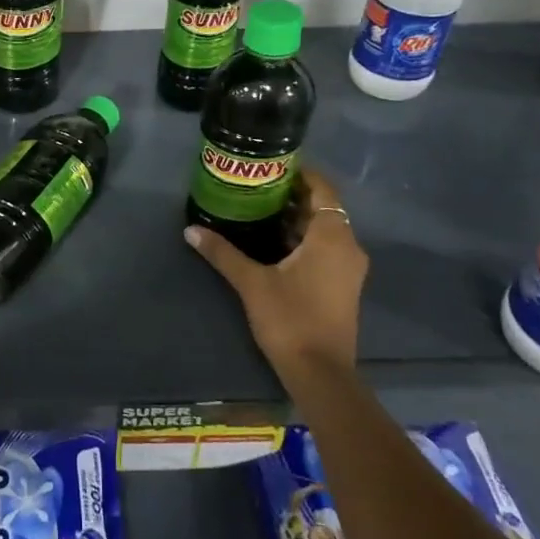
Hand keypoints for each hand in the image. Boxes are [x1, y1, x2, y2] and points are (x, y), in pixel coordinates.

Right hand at [185, 167, 367, 393]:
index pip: (323, 189)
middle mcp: (347, 246)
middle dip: (291, 196)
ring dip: (296, 219)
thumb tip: (191, 229)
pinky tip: (271, 243)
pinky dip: (303, 239)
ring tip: (258, 210)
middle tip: (256, 186)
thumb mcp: (251, 282)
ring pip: (324, 230)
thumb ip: (222, 252)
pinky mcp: (343, 286)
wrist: (320, 373)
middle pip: (323, 208)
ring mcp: (348, 268)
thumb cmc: (290, 319)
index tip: (272, 165)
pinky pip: (325, 248)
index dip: (300, 174)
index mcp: (332, 236)